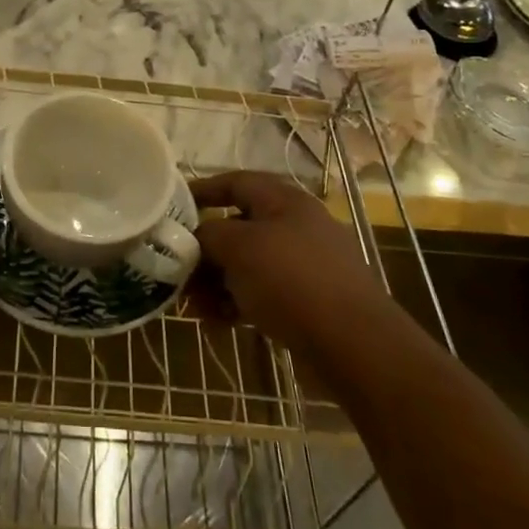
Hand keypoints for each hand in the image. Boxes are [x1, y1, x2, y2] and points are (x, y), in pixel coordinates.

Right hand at [192, 170, 381, 351]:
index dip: (203, 190)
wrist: (354, 346)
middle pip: (239, 227)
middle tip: (178, 270)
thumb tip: (196, 239)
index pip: (236, 182)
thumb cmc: (291, 280)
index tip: (173, 206)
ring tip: (194, 306)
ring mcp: (306, 266)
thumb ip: (208, 234)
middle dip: (205, 250)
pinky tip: (218, 323)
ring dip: (217, 282)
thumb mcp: (238, 246)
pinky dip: (238, 303)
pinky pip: (263, 294)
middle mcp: (296, 227)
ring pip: (249, 265)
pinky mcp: (309, 303)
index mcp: (284, 201)